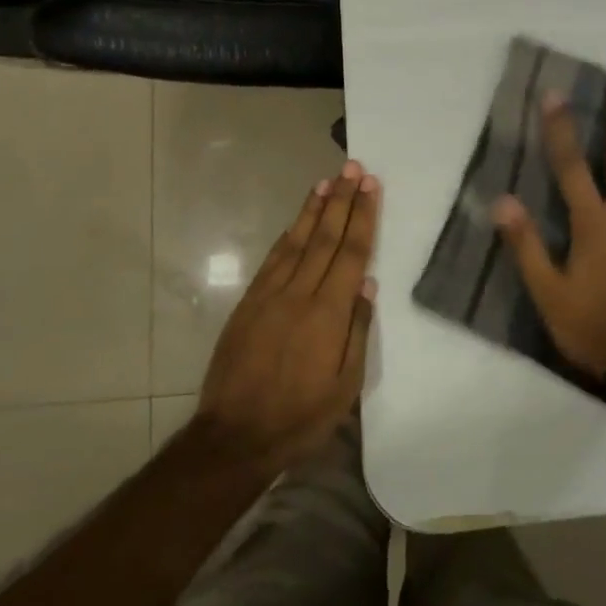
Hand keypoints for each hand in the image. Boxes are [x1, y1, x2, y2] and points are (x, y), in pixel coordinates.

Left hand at [194, 162, 378, 474]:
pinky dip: (287, 236)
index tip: (370, 186)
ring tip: (327, 181)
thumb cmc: (301, 416)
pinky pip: (272, 260)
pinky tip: (296, 222)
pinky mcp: (248, 304)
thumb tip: (367, 283)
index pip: (350, 253)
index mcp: (328, 313)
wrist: (235, 436)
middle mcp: (299, 294)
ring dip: (313, 209)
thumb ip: (358, 330)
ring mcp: (269, 296)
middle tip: (353, 168)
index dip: (362, 217)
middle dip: (342, 201)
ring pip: (296, 242)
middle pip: (324, 238)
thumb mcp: (346, 386)